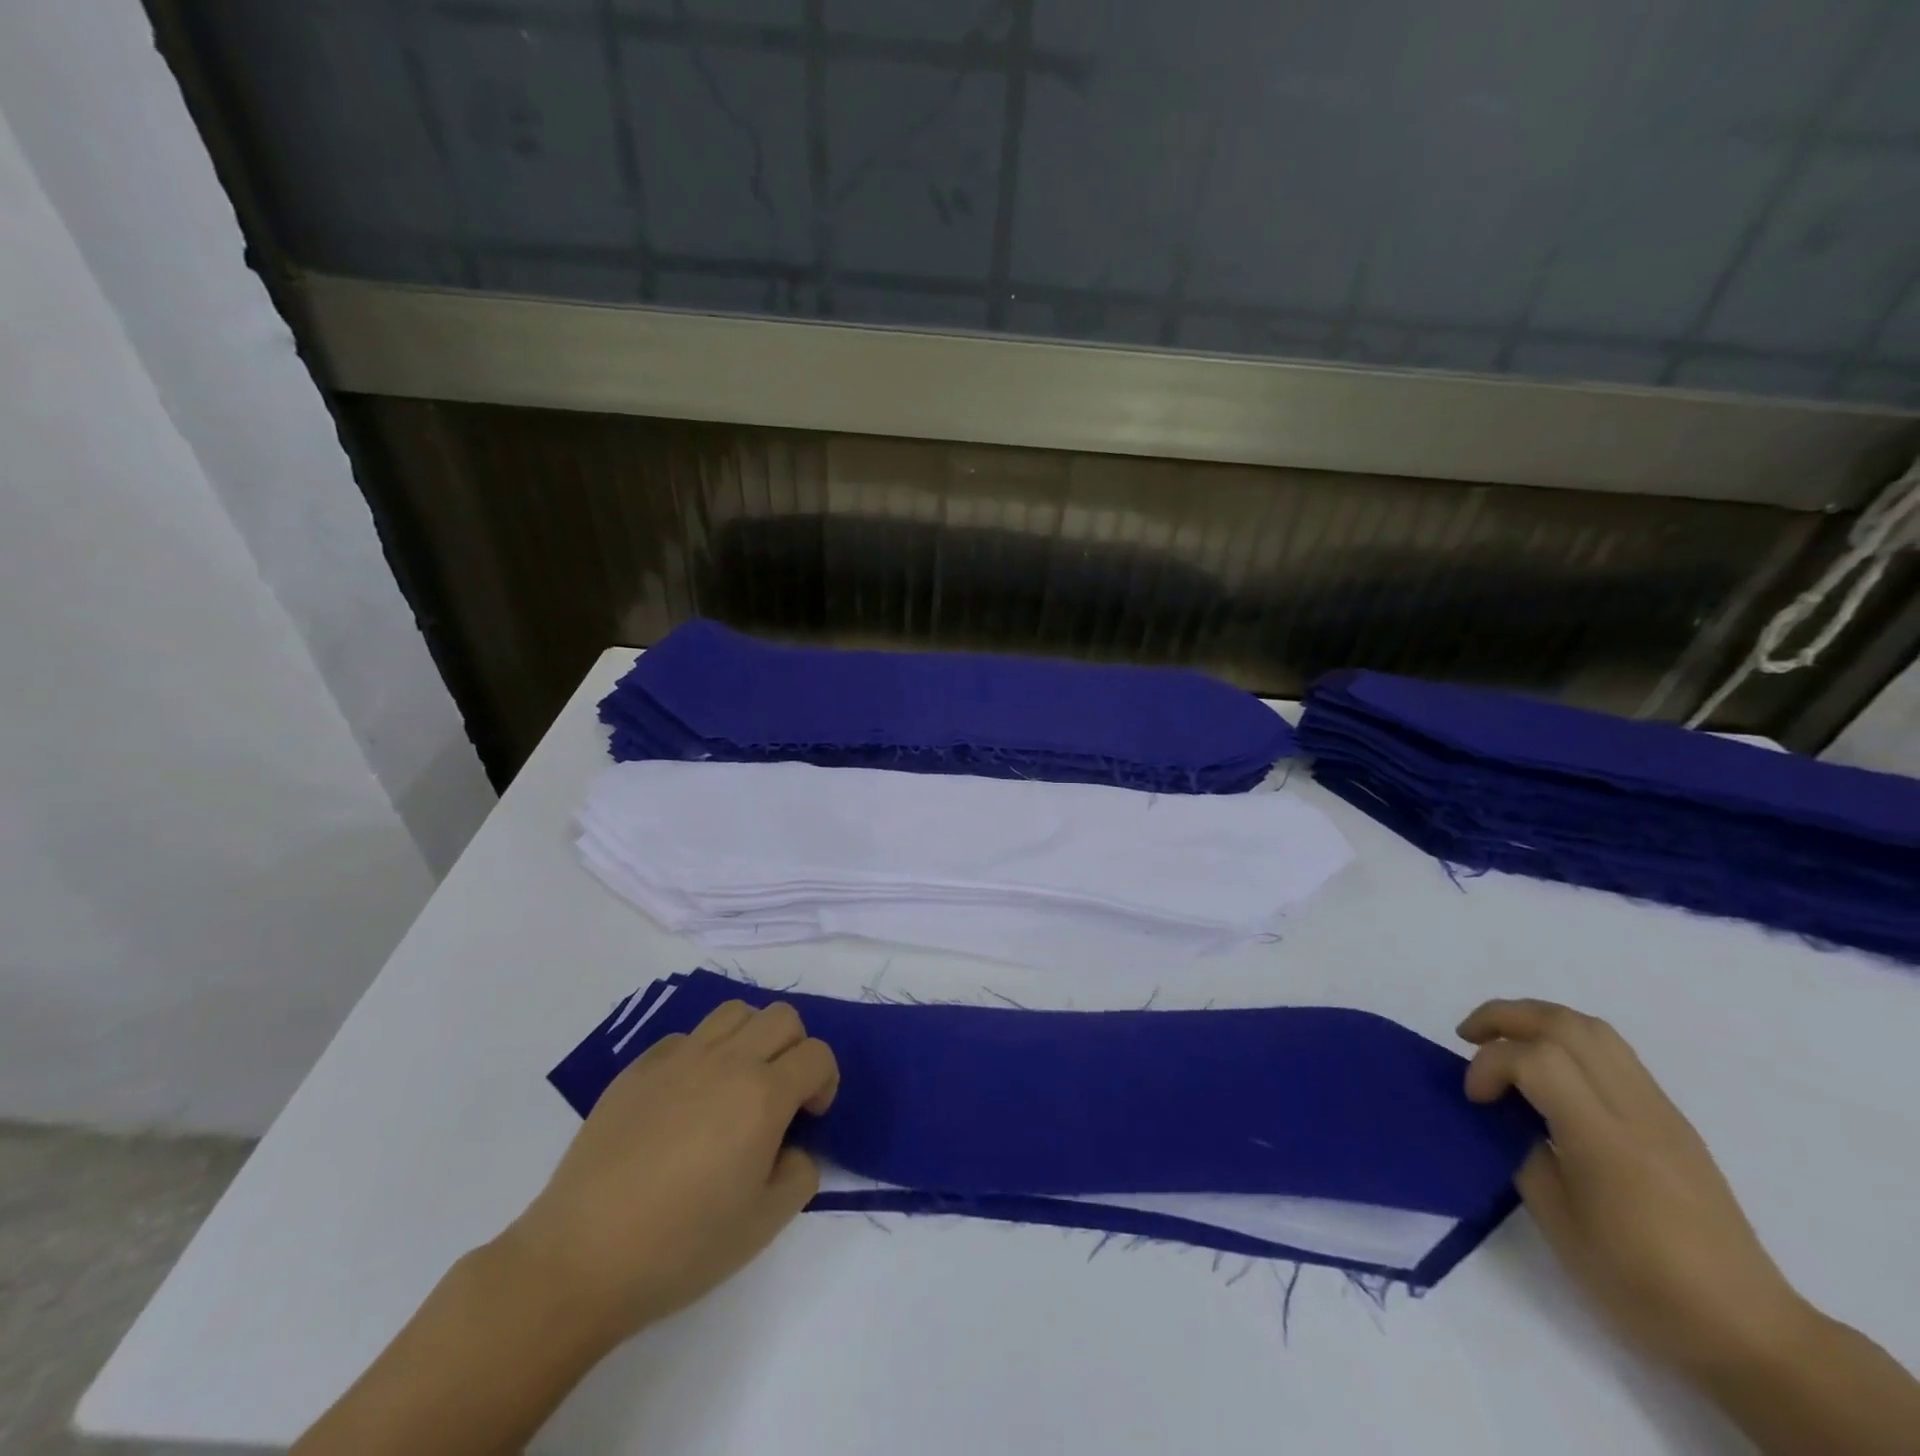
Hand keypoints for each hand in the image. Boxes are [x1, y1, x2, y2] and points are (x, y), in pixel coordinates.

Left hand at [501, 1000, 839, 1349]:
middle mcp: (726, 1060)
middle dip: (795, 1048)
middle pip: (782, 1017)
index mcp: (763, 1095)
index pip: (817, 1055)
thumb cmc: (681, 1245)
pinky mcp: (639, 1067)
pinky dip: (702, 1053)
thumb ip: (800, 1174)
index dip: (825, 1081)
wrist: (581, 1257)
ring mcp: (678, 1057)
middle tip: (781, 1094)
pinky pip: (686, 1037)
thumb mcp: (764, 1224)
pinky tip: (686, 1099)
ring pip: (735, 1012)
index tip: (810, 1117)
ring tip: (738, 1083)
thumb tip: (794, 1146)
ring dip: (752, 1037)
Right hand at [1459, 998, 1806, 1377]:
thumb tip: (1505, 1117)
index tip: (1474, 1099)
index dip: (1490, 1065)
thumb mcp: (1559, 1223)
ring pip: (1593, 1029)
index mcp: (1607, 1143)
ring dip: (1536, 1021)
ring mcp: (1661, 1112)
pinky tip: (1547, 1075)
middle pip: (1566, 1025)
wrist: (1749, 1332)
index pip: (1538, 1061)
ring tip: (1503, 1045)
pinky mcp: (1672, 1120)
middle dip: (1505, 1017)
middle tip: (1468, 1038)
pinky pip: (1613, 1053)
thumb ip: (1523, 1153)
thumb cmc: (1642, 1286)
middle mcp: (1638, 1113)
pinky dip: (1565, 1042)